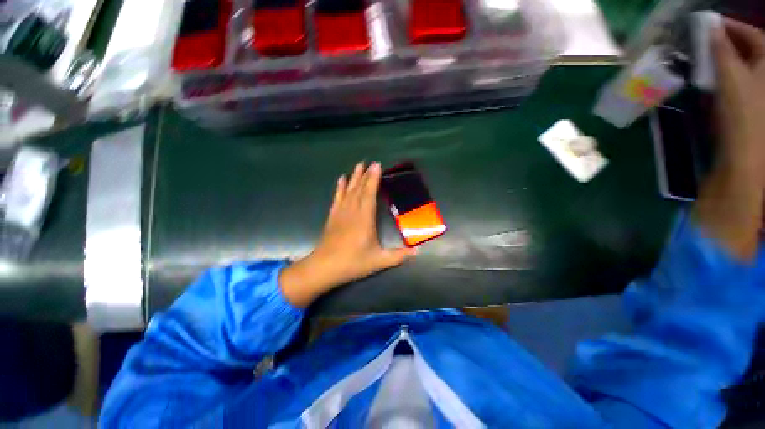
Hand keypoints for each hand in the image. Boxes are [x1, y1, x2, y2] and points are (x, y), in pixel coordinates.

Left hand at [280, 162, 416, 306]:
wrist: (325, 267)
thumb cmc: (353, 263)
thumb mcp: (379, 261)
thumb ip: (399, 256)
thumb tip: (419, 252)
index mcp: (365, 219)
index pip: (370, 194)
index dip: (373, 179)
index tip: (377, 166)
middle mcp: (353, 212)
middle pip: (359, 189)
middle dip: (365, 175)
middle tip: (370, 162)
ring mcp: (341, 213)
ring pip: (348, 191)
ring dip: (353, 177)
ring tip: (358, 165)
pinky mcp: (333, 217)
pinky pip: (337, 198)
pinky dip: (340, 188)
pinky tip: (341, 179)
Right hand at [693, 18, 764, 260]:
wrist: (745, 164)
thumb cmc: (745, 120)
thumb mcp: (733, 81)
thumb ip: (721, 51)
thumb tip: (709, 26)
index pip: (752, 36)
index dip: (730, 27)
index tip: (708, 23)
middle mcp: (762, 80)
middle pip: (745, 52)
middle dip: (723, 44)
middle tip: (700, 41)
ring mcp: (753, 97)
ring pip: (736, 70)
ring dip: (718, 62)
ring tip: (699, 60)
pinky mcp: (741, 113)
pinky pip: (730, 88)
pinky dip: (718, 81)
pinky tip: (706, 84)